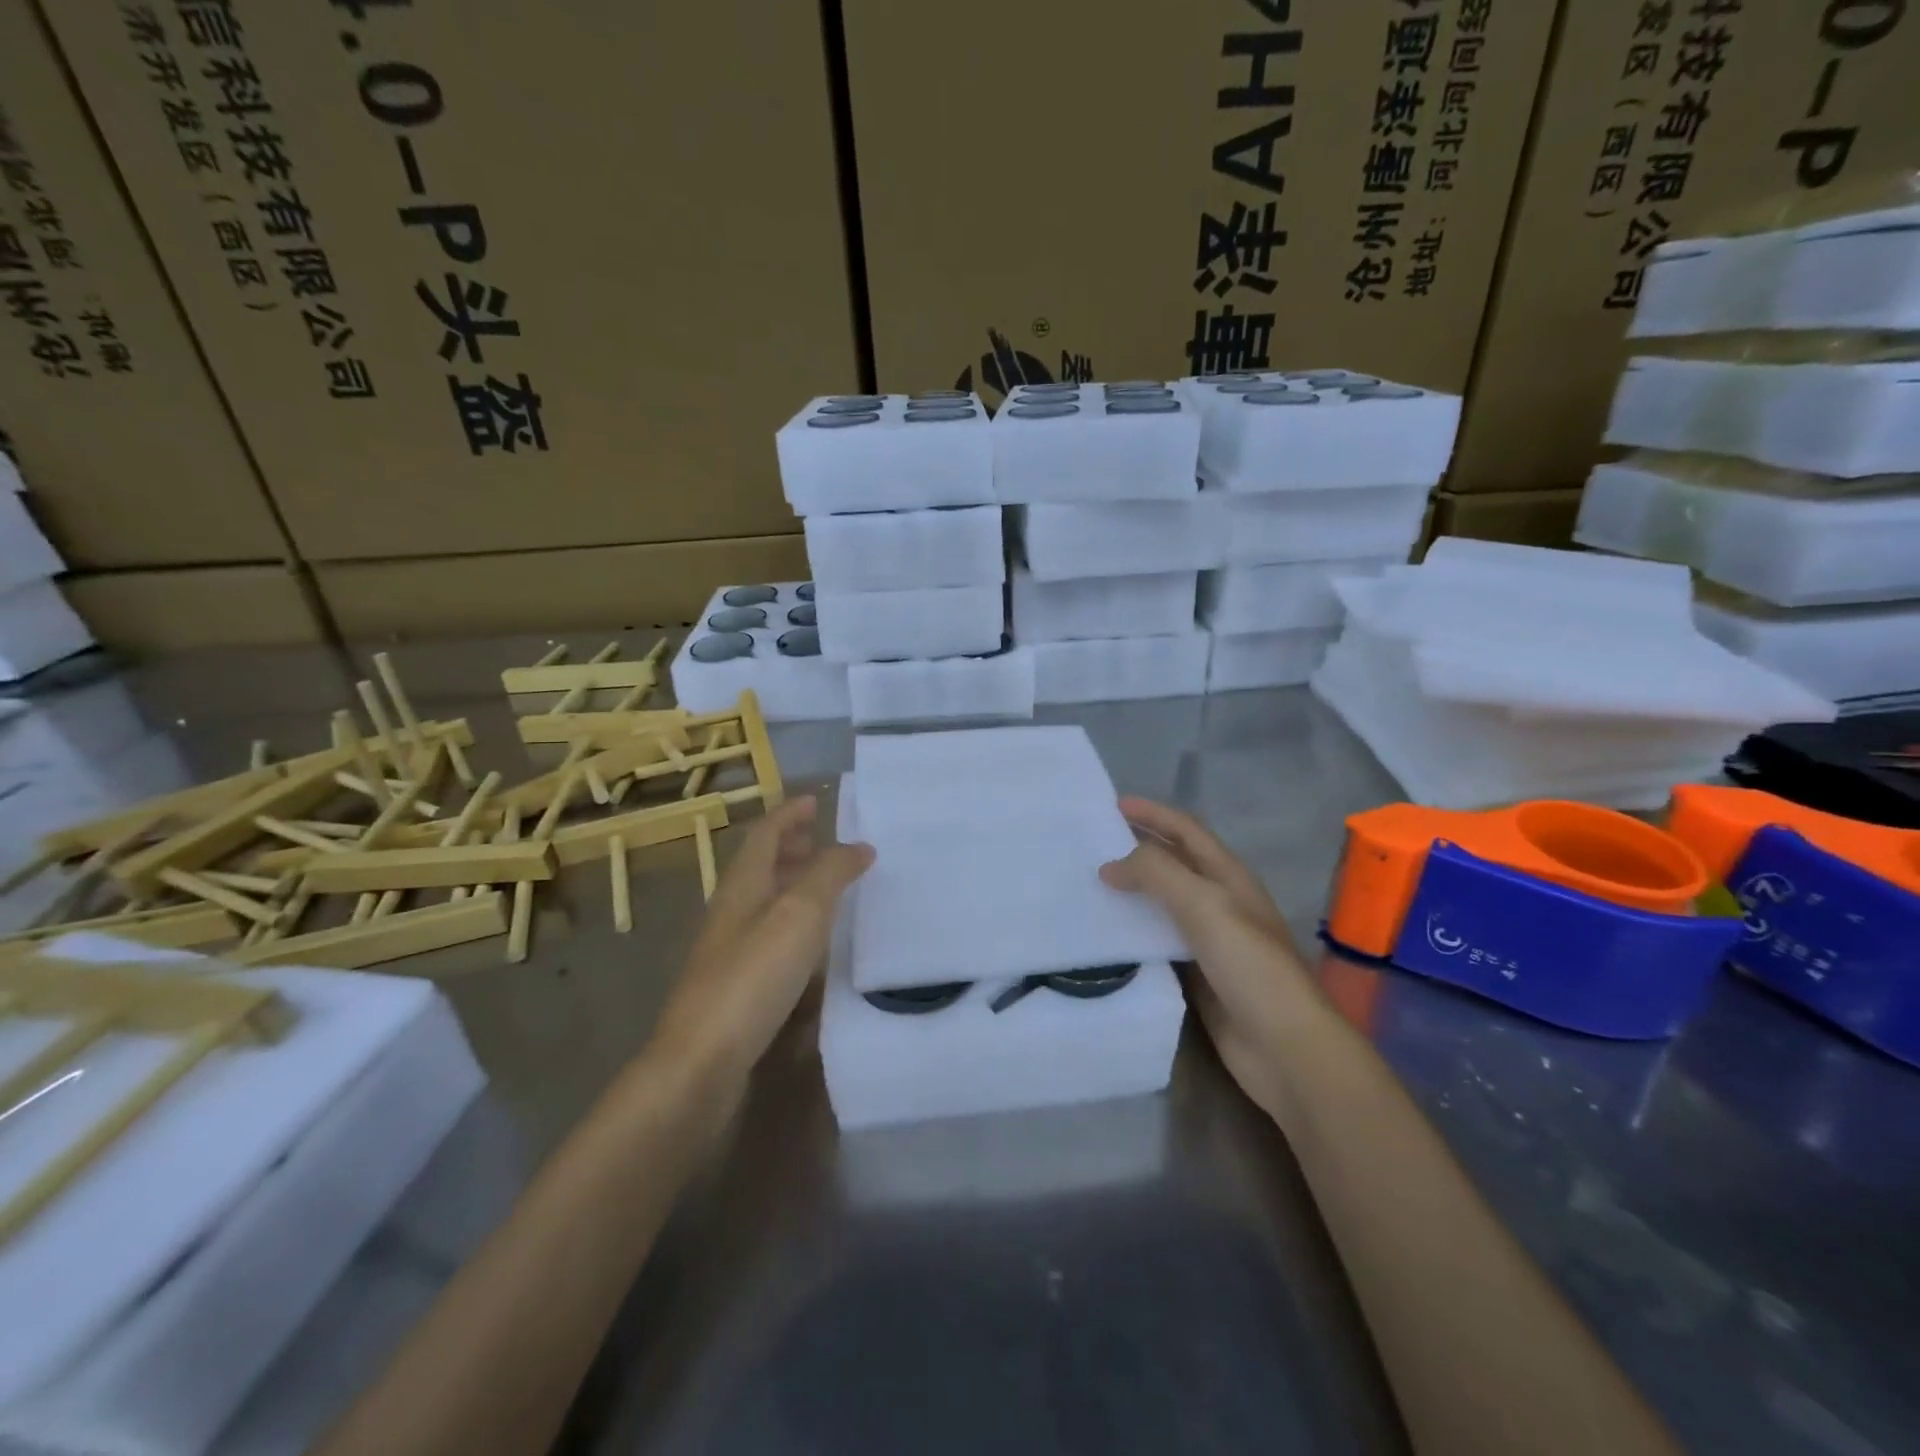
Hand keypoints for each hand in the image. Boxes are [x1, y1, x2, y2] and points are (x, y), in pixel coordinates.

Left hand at [649, 796, 872, 1094]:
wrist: (702, 1063)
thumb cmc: (753, 977)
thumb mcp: (800, 914)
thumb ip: (830, 874)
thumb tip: (859, 846)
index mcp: (741, 885)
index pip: (765, 834)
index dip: (790, 813)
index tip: (816, 801)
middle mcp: (731, 911)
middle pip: (760, 865)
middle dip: (790, 846)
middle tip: (822, 840)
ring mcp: (729, 951)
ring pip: (764, 901)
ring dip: (792, 884)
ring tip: (826, 885)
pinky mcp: (735, 986)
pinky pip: (768, 936)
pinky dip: (793, 924)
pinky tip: (813, 944)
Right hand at [1100, 797, 1319, 1114]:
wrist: (1285, 1046)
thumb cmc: (1250, 966)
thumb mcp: (1205, 905)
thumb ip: (1158, 874)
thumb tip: (1110, 865)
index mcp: (1228, 877)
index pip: (1186, 830)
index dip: (1153, 813)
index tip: (1111, 805)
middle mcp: (1219, 901)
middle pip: (1173, 863)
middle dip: (1137, 848)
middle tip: (1091, 845)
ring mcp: (1209, 940)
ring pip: (1162, 903)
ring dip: (1131, 891)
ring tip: (1089, 885)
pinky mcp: (1197, 974)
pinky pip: (1157, 941)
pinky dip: (1133, 931)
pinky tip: (1106, 935)